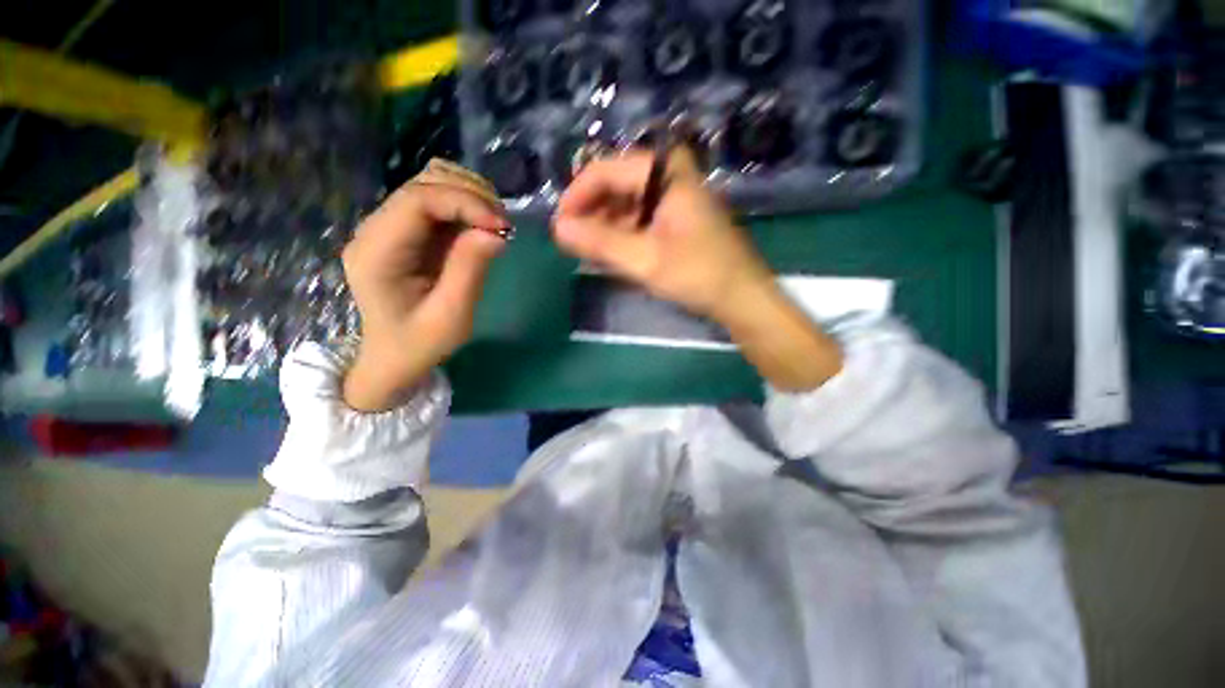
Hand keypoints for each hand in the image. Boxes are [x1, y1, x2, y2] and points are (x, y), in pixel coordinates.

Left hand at [342, 159, 509, 411]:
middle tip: (504, 227)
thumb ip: (470, 270)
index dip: (465, 202)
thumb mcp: (451, 316)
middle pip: (423, 184)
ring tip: (496, 224)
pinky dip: (465, 203)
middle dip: (471, 196)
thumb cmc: (420, 344)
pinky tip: (482, 224)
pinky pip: (437, 200)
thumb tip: (495, 233)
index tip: (502, 226)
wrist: (394, 358)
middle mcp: (376, 230)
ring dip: (470, 195)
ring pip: (430, 183)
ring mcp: (390, 227)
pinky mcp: (407, 231)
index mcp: (378, 253)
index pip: (417, 200)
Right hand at [553, 148, 842, 390]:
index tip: (560, 228)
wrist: (742, 297)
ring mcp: (675, 195)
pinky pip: (640, 216)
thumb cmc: (697, 274)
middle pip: (615, 184)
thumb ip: (600, 242)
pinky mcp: (678, 215)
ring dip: (605, 226)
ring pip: (626, 202)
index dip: (576, 198)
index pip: (605, 171)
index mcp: (664, 171)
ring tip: (590, 252)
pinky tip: (613, 253)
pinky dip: (623, 234)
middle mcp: (670, 174)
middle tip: (573, 244)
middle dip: (591, 214)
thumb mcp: (644, 260)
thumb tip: (558, 228)